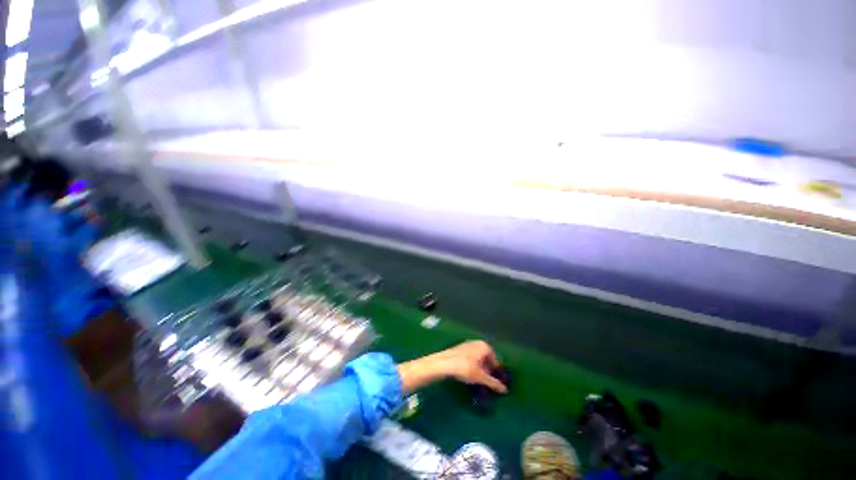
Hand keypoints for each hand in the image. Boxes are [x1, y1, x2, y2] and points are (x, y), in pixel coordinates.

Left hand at [435, 341, 506, 392]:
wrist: (444, 363)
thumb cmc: (465, 368)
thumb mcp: (481, 377)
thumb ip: (493, 383)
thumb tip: (505, 390)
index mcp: (484, 346)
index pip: (495, 360)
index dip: (495, 372)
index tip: (494, 382)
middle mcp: (477, 343)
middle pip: (486, 358)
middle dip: (487, 370)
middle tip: (485, 382)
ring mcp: (468, 345)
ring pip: (478, 358)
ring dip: (480, 368)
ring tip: (477, 380)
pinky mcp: (460, 348)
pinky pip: (471, 357)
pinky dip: (472, 365)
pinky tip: (468, 374)